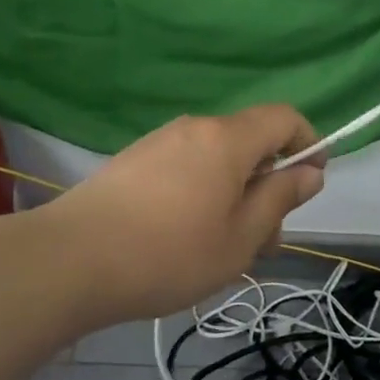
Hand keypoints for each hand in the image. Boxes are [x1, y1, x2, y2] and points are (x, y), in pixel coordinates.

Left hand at [47, 106, 324, 325]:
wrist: (68, 261)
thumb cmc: (168, 253)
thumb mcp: (240, 237)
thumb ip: (280, 198)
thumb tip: (310, 172)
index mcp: (227, 139)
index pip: (284, 117)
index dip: (308, 142)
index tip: (312, 181)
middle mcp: (194, 128)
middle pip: (250, 143)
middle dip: (269, 185)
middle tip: (265, 242)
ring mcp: (159, 142)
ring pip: (217, 160)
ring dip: (236, 195)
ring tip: (225, 249)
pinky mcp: (133, 162)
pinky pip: (186, 167)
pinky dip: (204, 193)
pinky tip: (186, 238)